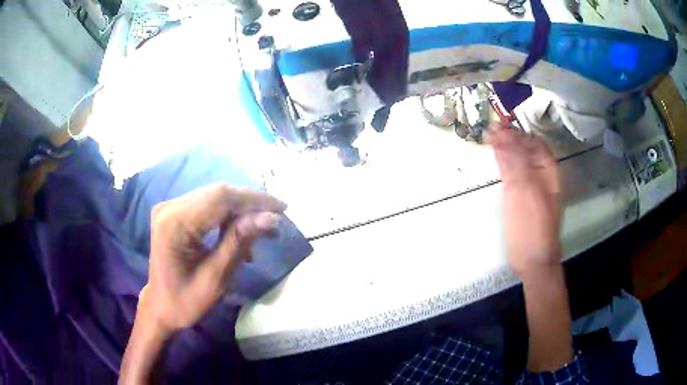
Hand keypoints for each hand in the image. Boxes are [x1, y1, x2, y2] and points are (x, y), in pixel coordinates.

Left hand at [142, 183, 285, 332]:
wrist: (161, 307)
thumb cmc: (186, 301)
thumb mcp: (216, 277)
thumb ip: (239, 241)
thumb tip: (270, 217)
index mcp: (174, 224)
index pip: (220, 198)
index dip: (254, 199)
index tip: (282, 208)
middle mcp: (169, 207)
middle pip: (218, 193)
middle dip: (250, 204)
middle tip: (276, 221)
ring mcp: (170, 208)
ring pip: (214, 197)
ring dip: (241, 210)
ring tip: (262, 229)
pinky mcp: (174, 212)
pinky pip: (207, 205)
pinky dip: (227, 216)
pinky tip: (240, 232)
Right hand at [489, 124, 560, 277]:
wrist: (532, 260)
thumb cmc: (532, 225)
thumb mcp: (525, 191)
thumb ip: (514, 162)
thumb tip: (503, 135)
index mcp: (547, 170)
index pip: (532, 142)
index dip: (516, 131)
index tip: (497, 124)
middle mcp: (540, 175)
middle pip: (523, 149)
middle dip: (507, 138)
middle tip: (487, 130)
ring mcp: (529, 186)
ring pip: (516, 160)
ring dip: (503, 149)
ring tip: (487, 138)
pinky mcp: (519, 198)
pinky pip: (511, 174)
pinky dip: (502, 164)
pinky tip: (494, 159)